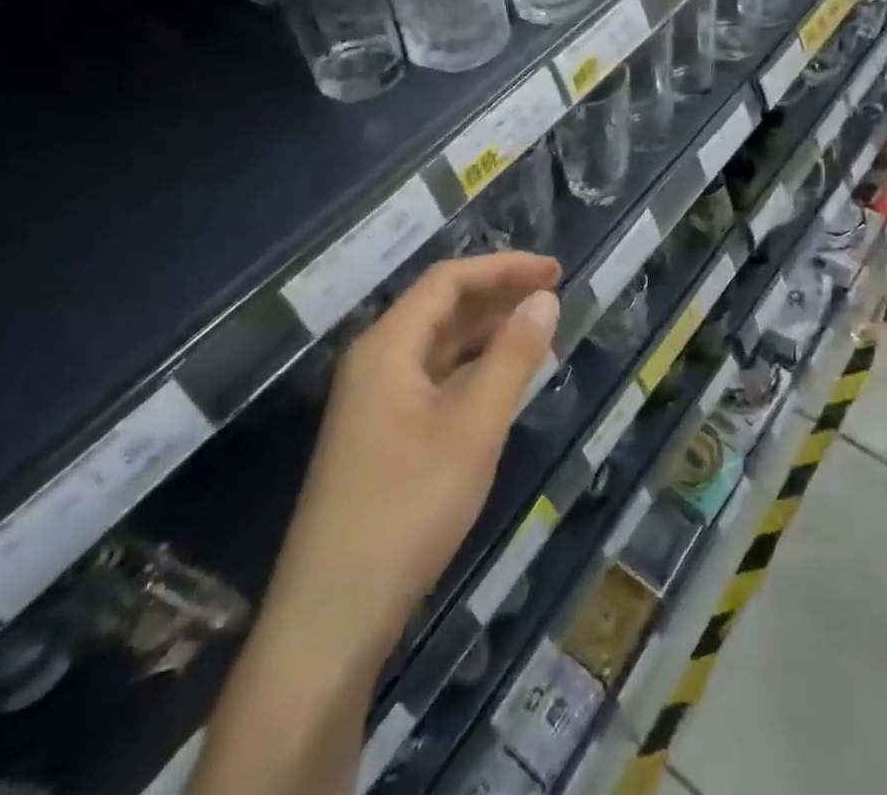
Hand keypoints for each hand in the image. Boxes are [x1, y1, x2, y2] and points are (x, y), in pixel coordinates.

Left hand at [279, 252, 561, 633]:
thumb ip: (512, 357)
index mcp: (388, 346)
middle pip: (441, 307)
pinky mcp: (381, 436)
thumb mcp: (474, 427)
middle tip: (553, 297)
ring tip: (538, 331)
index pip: (448, 280)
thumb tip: (545, 299)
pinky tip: (501, 381)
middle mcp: (376, 362)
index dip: (504, 268)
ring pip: (438, 345)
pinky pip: (433, 380)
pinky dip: (472, 369)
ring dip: (486, 332)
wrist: (331, 618)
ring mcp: (374, 402)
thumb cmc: (408, 508)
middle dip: (497, 295)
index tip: (555, 272)